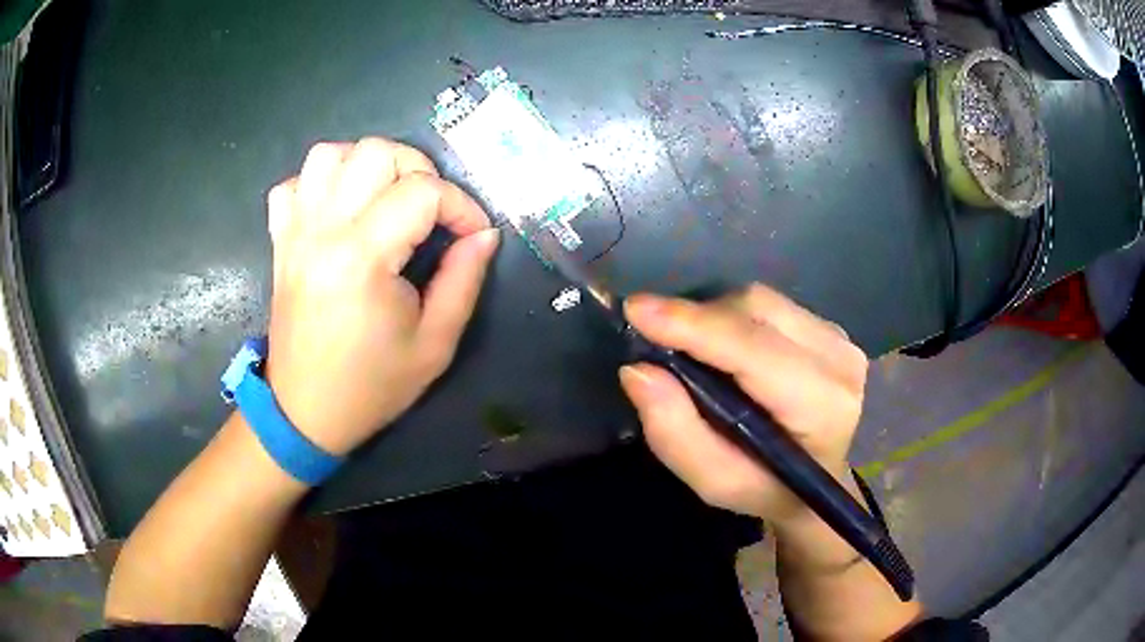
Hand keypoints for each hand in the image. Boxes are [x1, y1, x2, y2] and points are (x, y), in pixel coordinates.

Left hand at [264, 138, 498, 455]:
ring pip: (328, 155)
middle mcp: (323, 231)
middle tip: (431, 210)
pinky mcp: (280, 241)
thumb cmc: (372, 386)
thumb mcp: (435, 344)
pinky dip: (319, 183)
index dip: (462, 205)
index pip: (422, 193)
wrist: (305, 412)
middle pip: (375, 152)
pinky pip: (291, 184)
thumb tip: (484, 234)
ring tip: (385, 197)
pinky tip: (339, 209)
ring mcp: (295, 232)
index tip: (474, 234)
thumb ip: (464, 280)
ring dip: (366, 164)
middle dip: (418, 170)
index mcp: (362, 259)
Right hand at [618, 284, 867, 524]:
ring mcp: (839, 338)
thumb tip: (638, 370)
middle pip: (754, 310)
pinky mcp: (830, 328)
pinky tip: (726, 348)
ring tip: (692, 349)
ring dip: (714, 317)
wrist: (819, 479)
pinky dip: (734, 318)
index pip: (753, 350)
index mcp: (821, 406)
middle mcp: (839, 360)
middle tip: (658, 342)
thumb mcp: (714, 481)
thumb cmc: (766, 488)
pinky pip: (769, 305)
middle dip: (698, 319)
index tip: (637, 310)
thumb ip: (675, 433)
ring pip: (760, 300)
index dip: (695, 325)